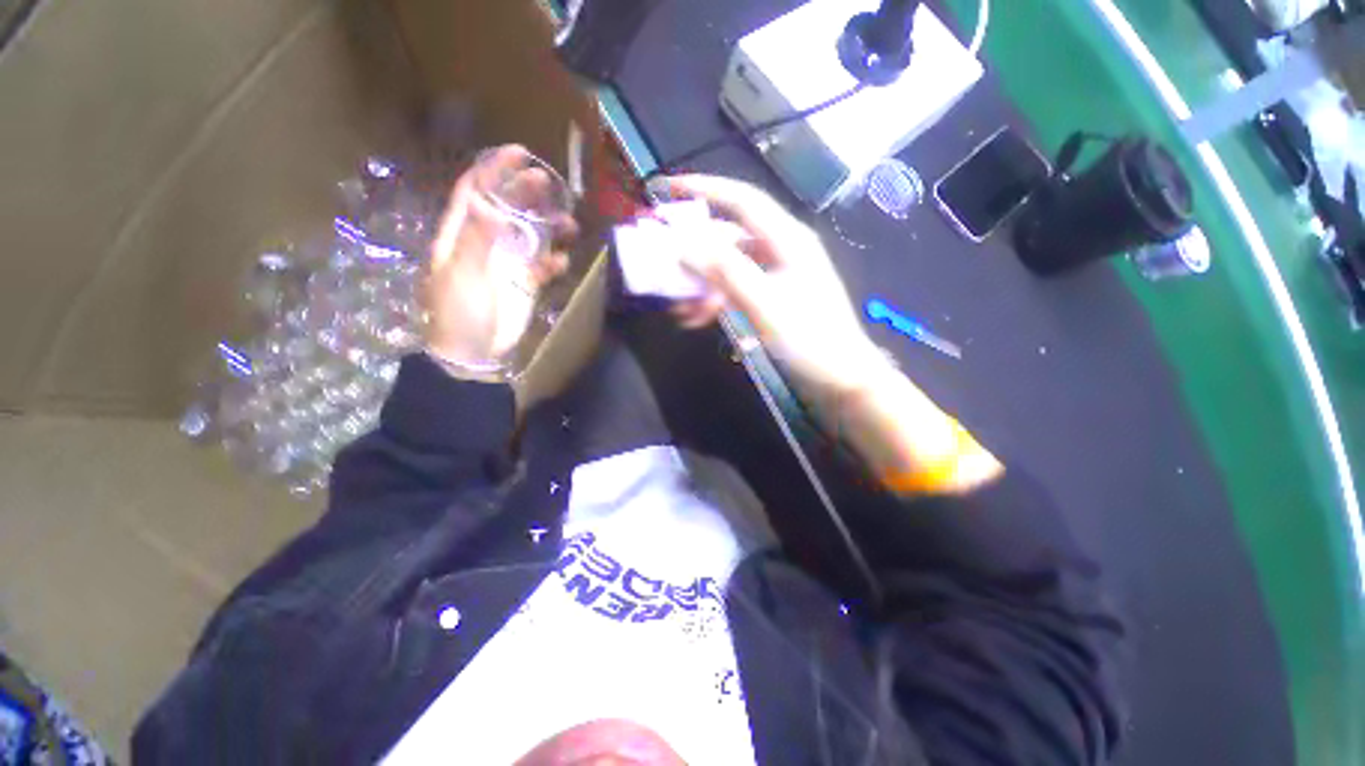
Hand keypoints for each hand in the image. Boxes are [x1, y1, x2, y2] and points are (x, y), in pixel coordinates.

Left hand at [424, 145, 575, 378]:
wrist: (473, 352)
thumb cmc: (459, 312)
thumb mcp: (461, 273)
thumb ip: (477, 238)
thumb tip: (493, 203)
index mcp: (461, 234)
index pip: (475, 191)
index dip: (494, 170)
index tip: (519, 153)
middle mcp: (486, 242)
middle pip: (508, 209)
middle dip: (528, 194)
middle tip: (551, 184)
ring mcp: (508, 263)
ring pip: (532, 235)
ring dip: (550, 227)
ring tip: (570, 225)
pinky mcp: (526, 283)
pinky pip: (544, 266)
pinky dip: (555, 262)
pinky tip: (563, 263)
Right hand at [665, 175, 887, 394]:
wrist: (839, 376)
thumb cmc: (808, 338)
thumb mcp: (764, 303)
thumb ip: (725, 271)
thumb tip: (684, 247)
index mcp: (787, 239)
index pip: (742, 200)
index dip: (705, 189)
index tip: (668, 188)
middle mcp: (781, 250)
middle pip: (729, 237)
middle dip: (695, 252)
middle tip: (665, 265)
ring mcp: (776, 275)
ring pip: (729, 267)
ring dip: (702, 284)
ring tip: (679, 308)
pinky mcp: (771, 297)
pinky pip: (735, 288)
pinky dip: (715, 299)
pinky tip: (697, 318)